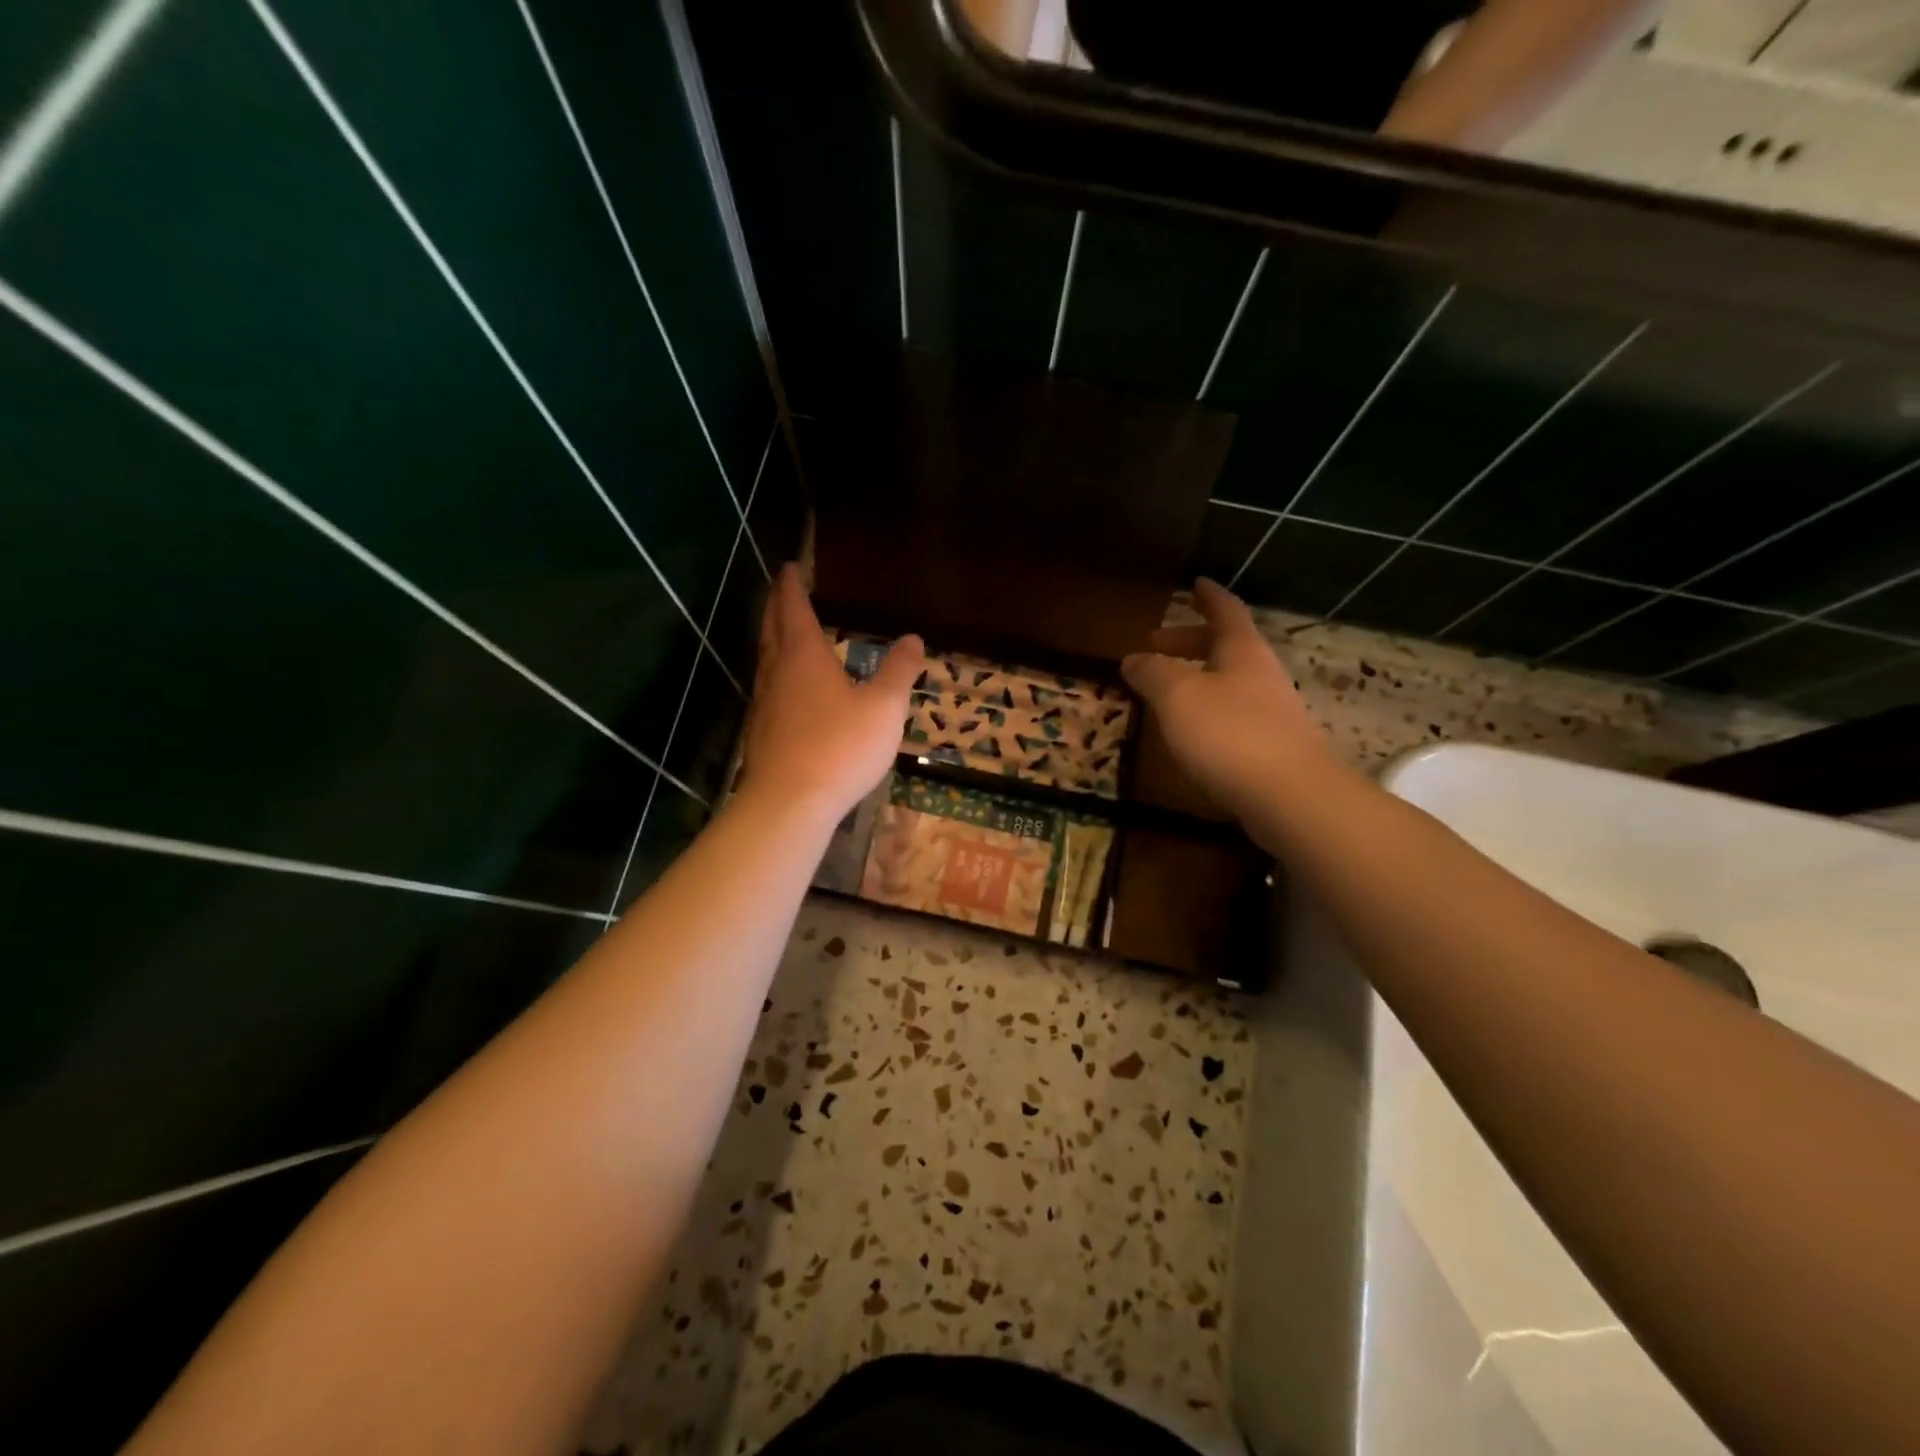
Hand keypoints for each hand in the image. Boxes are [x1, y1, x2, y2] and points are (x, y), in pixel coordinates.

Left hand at [738, 564, 924, 822]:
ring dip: (773, 641)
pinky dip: (777, 675)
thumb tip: (914, 638)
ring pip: (766, 661)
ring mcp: (765, 704)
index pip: (794, 609)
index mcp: (804, 656)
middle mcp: (777, 673)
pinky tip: (789, 691)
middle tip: (781, 591)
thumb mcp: (884, 707)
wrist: (790, 802)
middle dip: (776, 607)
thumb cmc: (840, 746)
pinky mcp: (762, 733)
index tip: (789, 567)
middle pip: (771, 630)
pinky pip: (769, 689)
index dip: (792, 586)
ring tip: (784, 635)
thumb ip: (899, 671)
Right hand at [1121, 578, 1329, 820]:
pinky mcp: (1270, 745)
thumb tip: (1132, 658)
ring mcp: (1270, 710)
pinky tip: (1188, 731)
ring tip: (1164, 690)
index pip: (1225, 610)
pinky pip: (1232, 713)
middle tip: (1155, 646)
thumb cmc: (1229, 734)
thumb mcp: (1177, 696)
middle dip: (1189, 642)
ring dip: (1196, 677)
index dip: (1208, 596)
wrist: (1290, 796)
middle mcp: (1260, 674)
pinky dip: (1206, 709)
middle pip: (1225, 646)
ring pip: (1228, 681)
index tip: (1195, 583)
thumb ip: (1152, 673)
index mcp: (1241, 651)